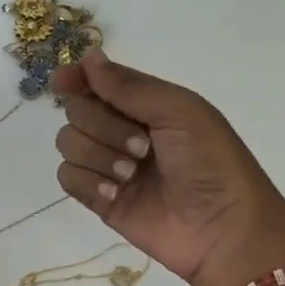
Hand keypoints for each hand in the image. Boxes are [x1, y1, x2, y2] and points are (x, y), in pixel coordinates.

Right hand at [52, 50, 284, 285]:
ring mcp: (106, 165)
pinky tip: (115, 193)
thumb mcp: (179, 111)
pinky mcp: (97, 198)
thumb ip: (130, 86)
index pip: (96, 82)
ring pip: (68, 143)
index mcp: (144, 105)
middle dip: (102, 126)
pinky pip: (67, 177)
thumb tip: (88, 57)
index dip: (76, 78)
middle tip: (142, 147)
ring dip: (98, 156)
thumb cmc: (211, 163)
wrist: (221, 228)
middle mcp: (120, 130)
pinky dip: (88, 182)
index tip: (63, 81)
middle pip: (76, 111)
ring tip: (131, 175)